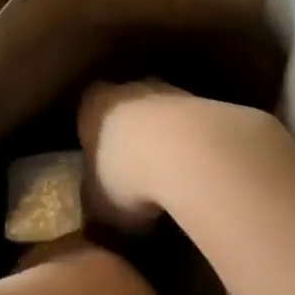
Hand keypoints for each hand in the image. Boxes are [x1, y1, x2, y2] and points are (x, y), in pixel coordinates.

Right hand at [77, 80, 190, 232]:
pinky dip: (194, 144)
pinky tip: (198, 171)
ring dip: (166, 139)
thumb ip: (96, 197)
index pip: (87, 113)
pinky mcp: (207, 103)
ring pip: (163, 115)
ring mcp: (171, 92)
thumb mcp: (98, 203)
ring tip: (171, 176)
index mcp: (93, 106)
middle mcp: (129, 90)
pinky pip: (193, 126)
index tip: (99, 163)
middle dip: (132, 136)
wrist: (188, 155)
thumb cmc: (127, 177)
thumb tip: (101, 204)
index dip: (93, 137)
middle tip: (136, 172)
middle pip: (128, 109)